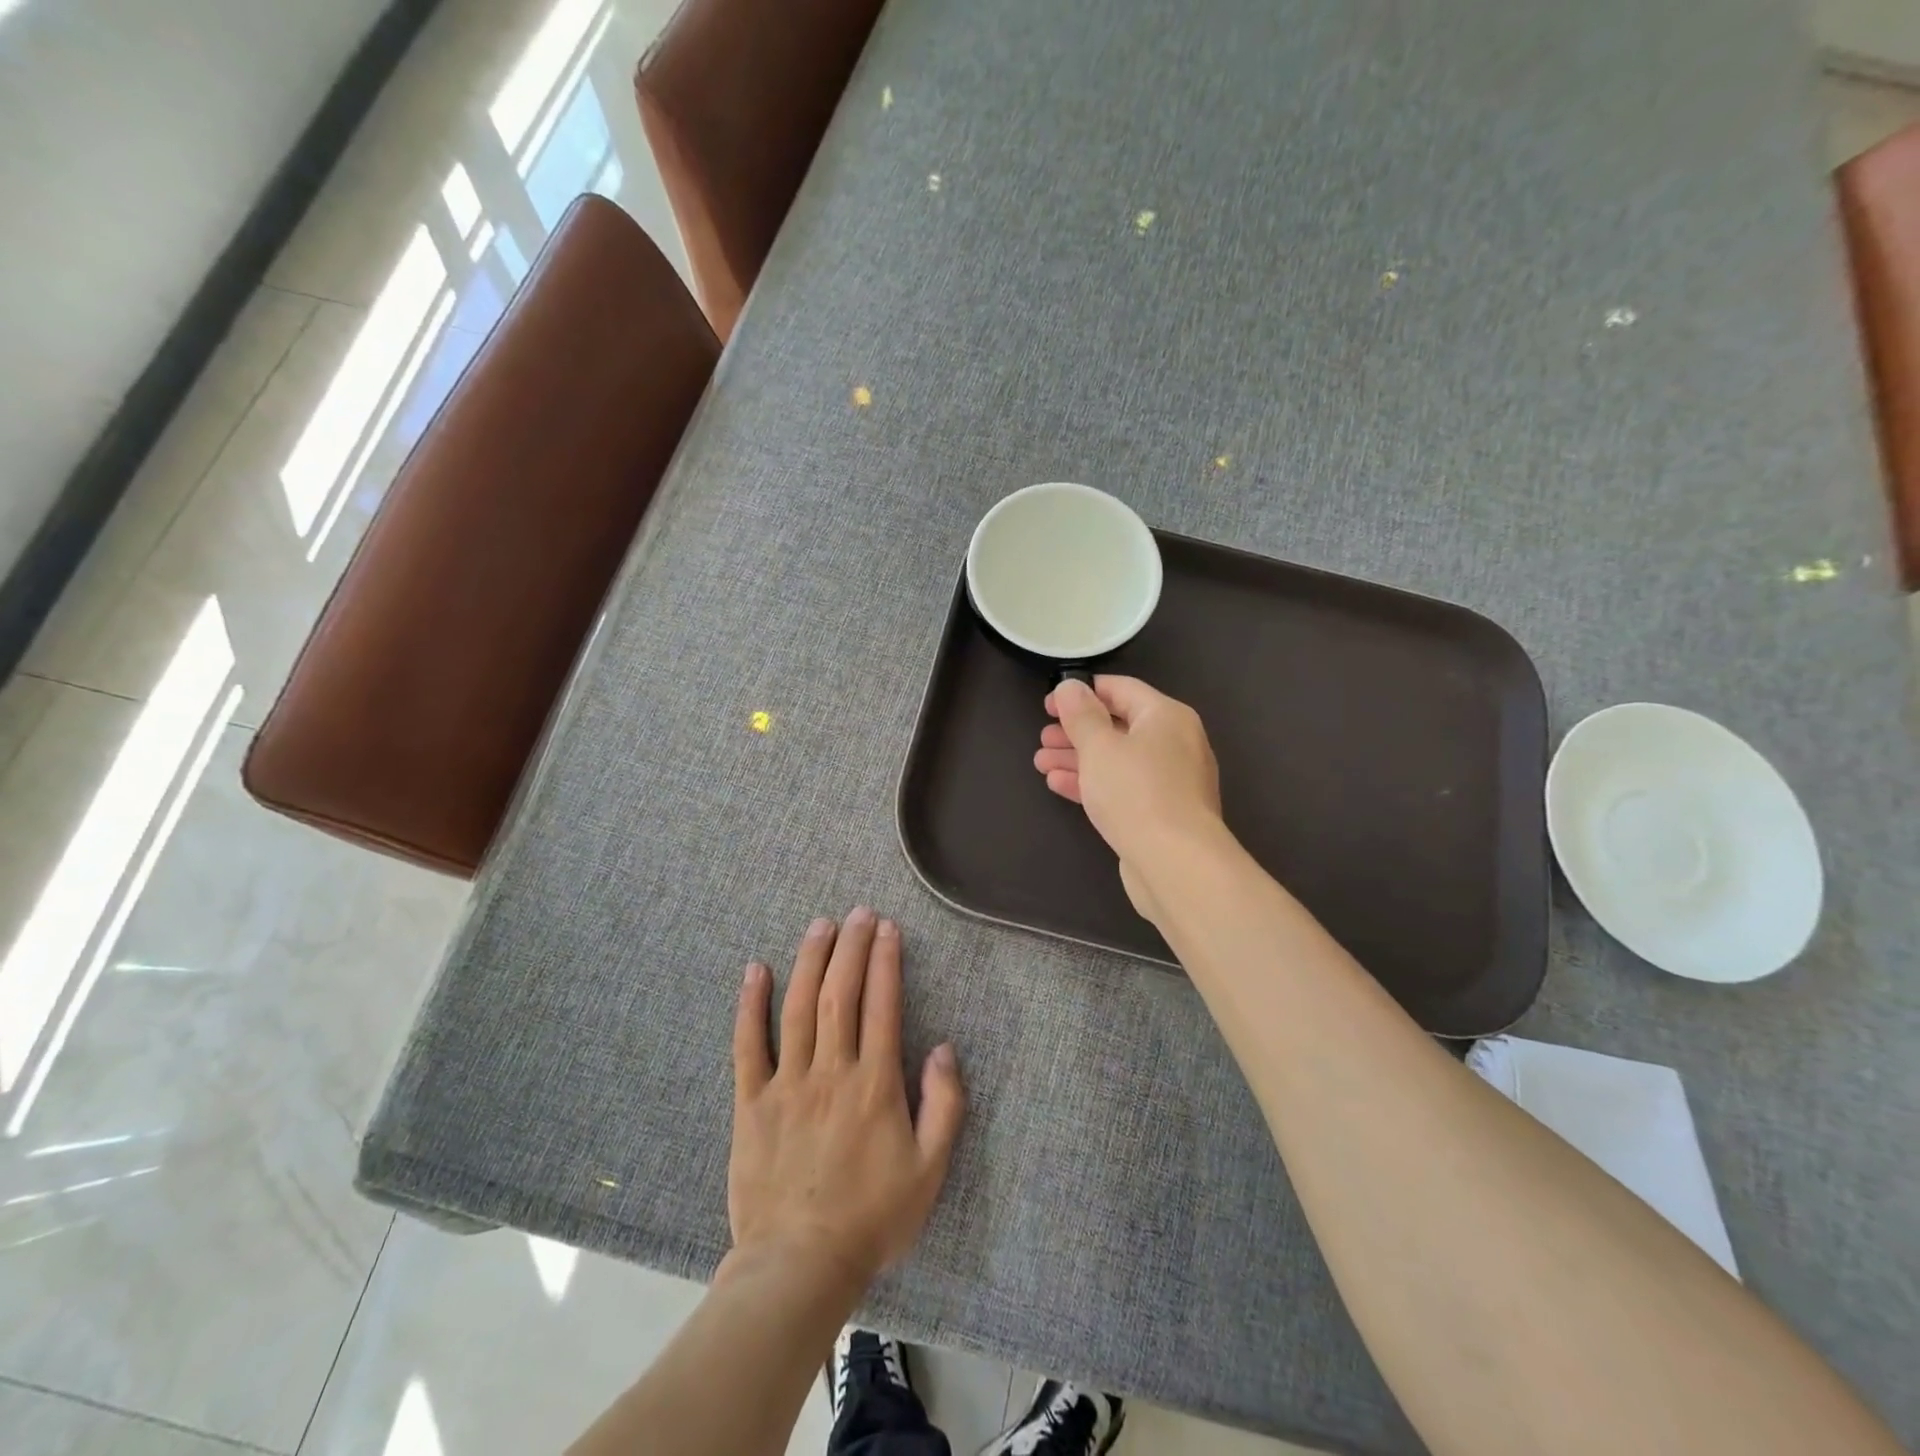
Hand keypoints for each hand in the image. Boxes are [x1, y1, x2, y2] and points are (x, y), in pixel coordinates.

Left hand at [729, 909, 965, 1292]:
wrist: (798, 1267)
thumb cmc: (872, 1218)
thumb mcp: (930, 1170)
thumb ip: (944, 1105)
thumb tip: (945, 1048)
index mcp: (874, 1084)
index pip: (882, 1004)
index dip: (885, 960)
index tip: (887, 927)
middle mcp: (831, 1071)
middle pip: (841, 993)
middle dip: (851, 947)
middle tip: (858, 912)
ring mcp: (787, 1083)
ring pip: (798, 1007)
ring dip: (810, 960)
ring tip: (820, 925)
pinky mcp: (751, 1102)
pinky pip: (748, 1045)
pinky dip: (751, 1004)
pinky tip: (756, 970)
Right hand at [1033, 676, 1223, 921]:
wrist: (1176, 863)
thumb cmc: (1136, 792)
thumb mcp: (1100, 747)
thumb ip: (1081, 714)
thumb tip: (1070, 687)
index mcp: (1166, 716)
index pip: (1121, 689)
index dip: (1082, 693)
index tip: (1048, 703)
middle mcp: (1174, 743)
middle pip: (1118, 726)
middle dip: (1076, 731)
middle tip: (1042, 737)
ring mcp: (1170, 780)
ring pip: (1117, 759)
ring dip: (1078, 758)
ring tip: (1041, 762)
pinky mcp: (1161, 813)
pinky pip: (1122, 787)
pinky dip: (1093, 782)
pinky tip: (1058, 785)